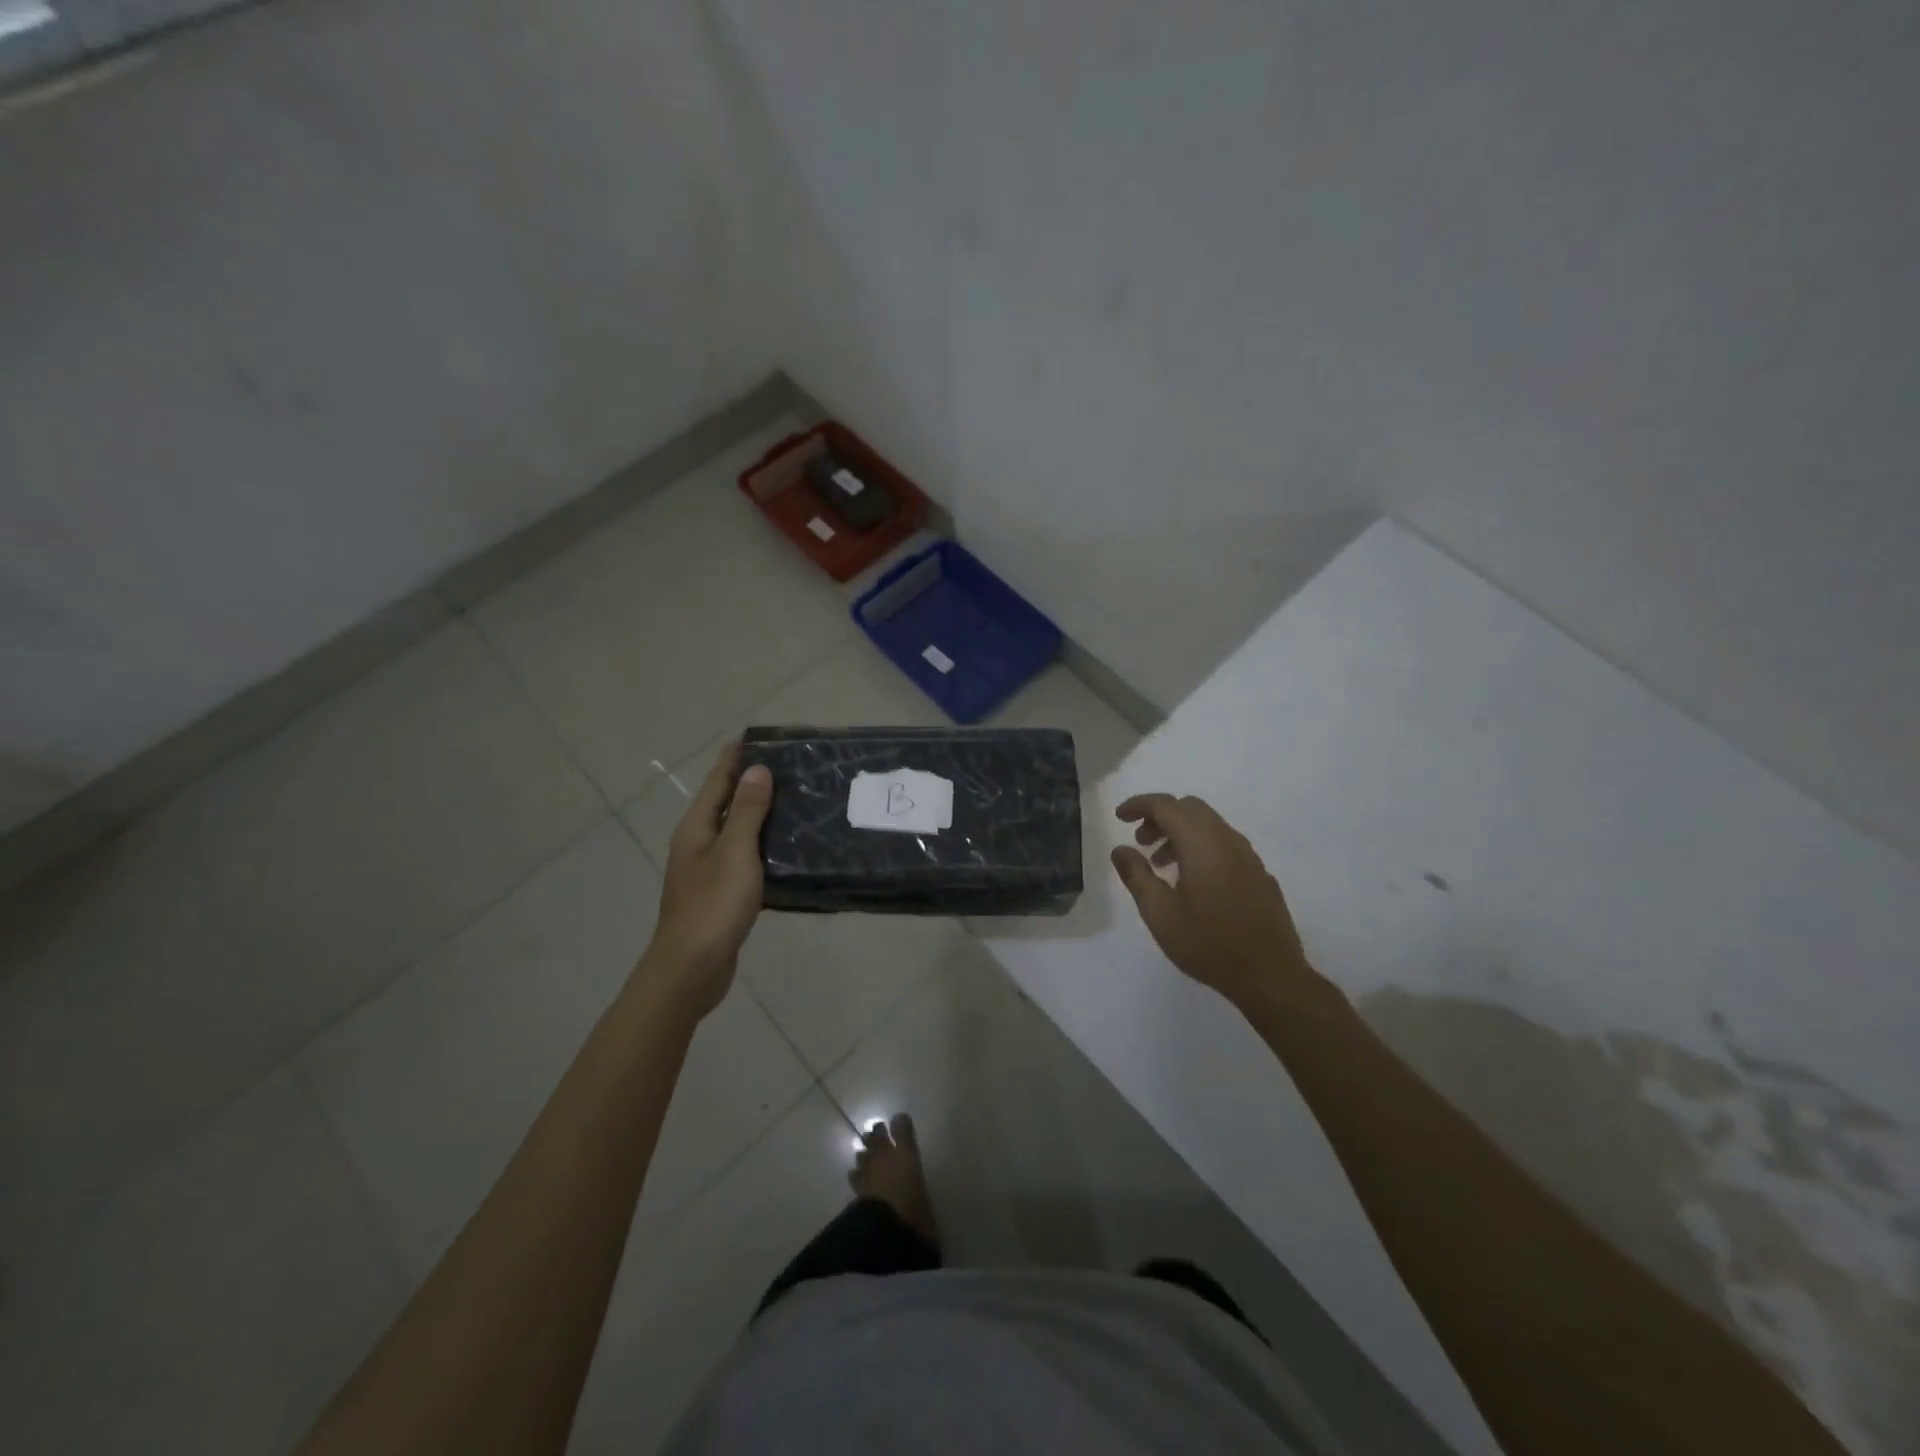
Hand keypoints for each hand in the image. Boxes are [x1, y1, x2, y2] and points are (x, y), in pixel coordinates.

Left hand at [639, 744, 772, 1015]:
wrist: (691, 969)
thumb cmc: (713, 905)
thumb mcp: (734, 852)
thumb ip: (746, 811)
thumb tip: (757, 770)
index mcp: (696, 828)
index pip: (717, 782)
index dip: (734, 759)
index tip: (756, 737)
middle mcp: (697, 844)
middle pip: (723, 803)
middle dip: (749, 783)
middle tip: (786, 767)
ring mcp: (706, 870)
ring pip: (734, 831)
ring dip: (757, 814)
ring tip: (792, 801)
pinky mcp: (719, 893)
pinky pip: (742, 857)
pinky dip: (760, 845)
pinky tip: (783, 849)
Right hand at [1110, 793, 1317, 1011]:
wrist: (1271, 977)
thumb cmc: (1208, 945)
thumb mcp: (1160, 914)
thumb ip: (1137, 876)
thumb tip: (1121, 849)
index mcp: (1202, 845)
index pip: (1167, 806)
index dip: (1140, 805)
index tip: (1119, 817)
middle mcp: (1228, 841)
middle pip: (1191, 808)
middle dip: (1161, 817)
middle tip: (1141, 842)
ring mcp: (1249, 857)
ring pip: (1210, 826)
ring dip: (1181, 833)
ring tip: (1162, 865)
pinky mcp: (1260, 875)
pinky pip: (1225, 844)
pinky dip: (1201, 847)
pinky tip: (1194, 882)